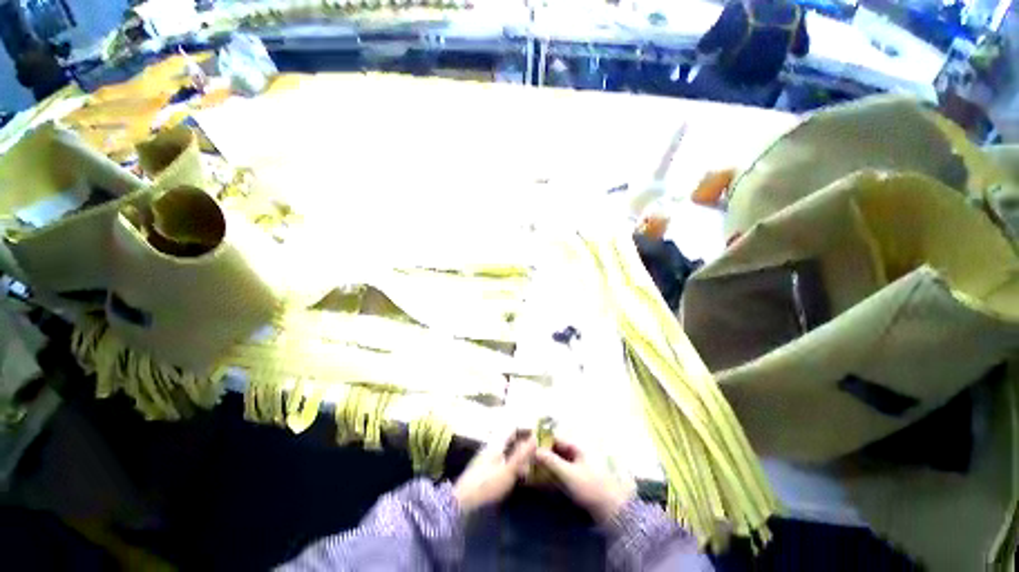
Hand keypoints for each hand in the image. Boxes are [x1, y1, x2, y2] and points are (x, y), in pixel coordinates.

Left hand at [453, 433, 536, 513]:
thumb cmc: (487, 483)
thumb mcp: (508, 470)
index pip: (513, 428)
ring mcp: (488, 456)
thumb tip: (535, 438)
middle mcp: (492, 445)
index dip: (526, 429)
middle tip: (535, 457)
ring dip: (518, 457)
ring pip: (507, 450)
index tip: (538, 436)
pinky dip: (511, 464)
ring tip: (527, 471)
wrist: (462, 500)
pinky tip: (516, 476)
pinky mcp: (485, 467)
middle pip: (511, 439)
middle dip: (524, 446)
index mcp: (497, 442)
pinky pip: (502, 459)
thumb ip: (521, 454)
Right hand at [535, 439, 635, 523]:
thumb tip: (535, 450)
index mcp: (576, 447)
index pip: (555, 438)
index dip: (542, 441)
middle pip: (556, 449)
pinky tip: (544, 480)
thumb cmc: (590, 488)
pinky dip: (553, 473)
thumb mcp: (569, 474)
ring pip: (557, 460)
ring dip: (546, 464)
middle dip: (543, 454)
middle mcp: (576, 453)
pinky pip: (561, 471)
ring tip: (533, 471)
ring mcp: (577, 465)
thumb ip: (551, 461)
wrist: (611, 510)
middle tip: (528, 461)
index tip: (528, 447)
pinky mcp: (578, 478)